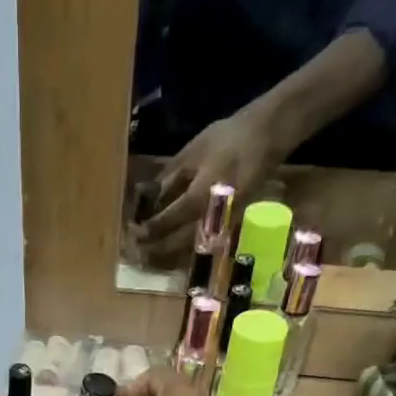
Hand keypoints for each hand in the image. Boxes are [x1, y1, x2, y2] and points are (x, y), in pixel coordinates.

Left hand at [134, 109, 278, 266]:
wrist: (266, 138)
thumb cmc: (226, 140)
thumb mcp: (192, 153)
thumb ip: (168, 180)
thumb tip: (144, 200)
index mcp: (200, 196)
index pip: (166, 222)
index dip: (146, 230)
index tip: (130, 232)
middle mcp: (210, 218)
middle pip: (175, 246)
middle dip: (152, 250)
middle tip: (134, 250)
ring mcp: (221, 228)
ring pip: (187, 252)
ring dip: (164, 257)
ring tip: (146, 254)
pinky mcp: (227, 231)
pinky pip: (199, 247)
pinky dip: (180, 252)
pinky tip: (167, 248)